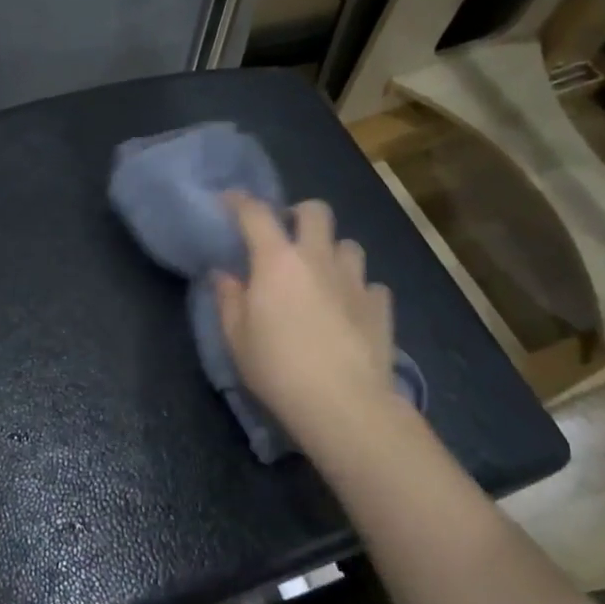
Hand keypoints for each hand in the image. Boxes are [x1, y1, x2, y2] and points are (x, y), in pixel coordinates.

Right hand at [214, 196, 408, 463]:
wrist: (342, 403)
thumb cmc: (277, 368)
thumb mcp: (236, 337)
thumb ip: (229, 299)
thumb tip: (224, 274)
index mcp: (276, 261)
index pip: (256, 214)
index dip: (240, 201)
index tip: (229, 200)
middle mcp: (318, 258)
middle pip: (315, 211)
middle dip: (298, 213)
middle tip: (286, 236)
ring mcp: (354, 280)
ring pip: (348, 245)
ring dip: (332, 251)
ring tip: (321, 274)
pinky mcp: (380, 306)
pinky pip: (369, 284)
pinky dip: (356, 290)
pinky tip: (348, 309)